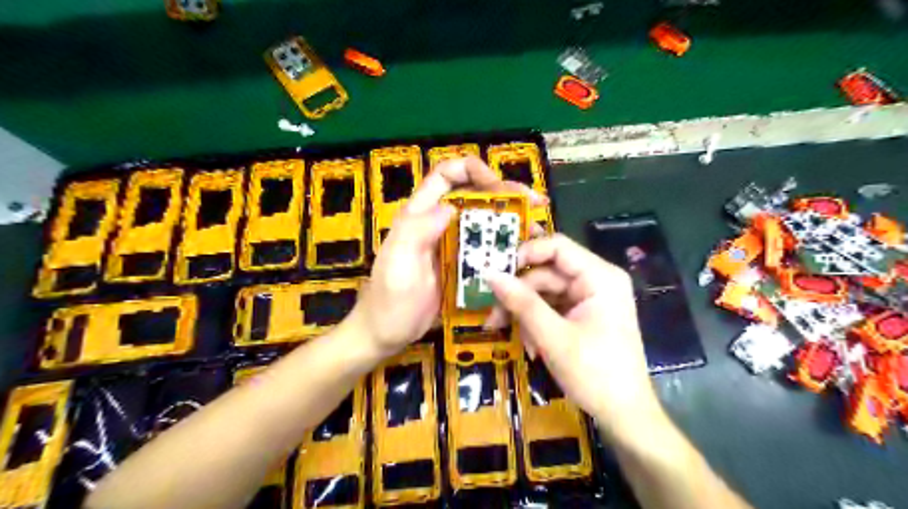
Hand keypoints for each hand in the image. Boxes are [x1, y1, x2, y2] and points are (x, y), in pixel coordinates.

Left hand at [349, 154, 544, 356]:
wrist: (386, 334)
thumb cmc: (389, 301)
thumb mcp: (398, 264)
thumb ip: (417, 231)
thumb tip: (451, 206)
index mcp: (419, 215)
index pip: (445, 175)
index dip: (472, 170)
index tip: (498, 186)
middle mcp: (437, 223)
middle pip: (472, 194)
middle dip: (504, 193)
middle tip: (535, 203)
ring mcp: (450, 245)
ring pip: (483, 221)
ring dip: (509, 220)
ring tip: (536, 229)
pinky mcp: (459, 265)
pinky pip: (484, 248)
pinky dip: (504, 246)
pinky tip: (523, 254)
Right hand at [486, 233, 664, 440]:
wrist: (625, 416)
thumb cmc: (595, 373)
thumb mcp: (553, 337)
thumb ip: (521, 302)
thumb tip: (489, 274)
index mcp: (600, 277)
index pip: (557, 247)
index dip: (525, 254)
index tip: (496, 273)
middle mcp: (596, 281)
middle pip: (546, 273)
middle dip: (518, 295)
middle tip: (492, 316)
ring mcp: (589, 299)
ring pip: (545, 293)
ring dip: (524, 314)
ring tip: (509, 336)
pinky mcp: (583, 315)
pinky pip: (552, 309)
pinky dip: (536, 324)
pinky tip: (531, 346)